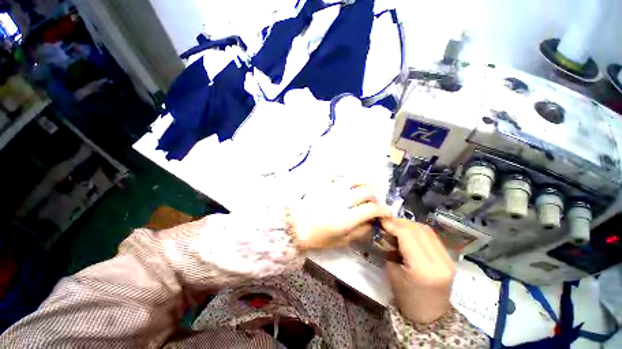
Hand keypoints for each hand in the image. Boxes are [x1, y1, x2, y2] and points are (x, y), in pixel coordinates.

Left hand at [287, 178, 390, 250]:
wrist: (294, 225)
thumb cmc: (316, 237)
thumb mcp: (339, 241)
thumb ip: (359, 232)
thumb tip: (372, 223)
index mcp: (345, 218)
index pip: (372, 209)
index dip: (383, 210)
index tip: (386, 212)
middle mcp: (341, 200)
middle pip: (367, 191)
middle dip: (376, 196)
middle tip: (374, 201)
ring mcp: (331, 189)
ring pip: (355, 179)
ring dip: (364, 184)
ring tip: (364, 190)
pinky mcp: (323, 183)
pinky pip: (338, 174)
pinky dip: (347, 177)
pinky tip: (347, 183)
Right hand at [381, 217, 455, 322]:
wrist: (430, 316)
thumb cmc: (406, 298)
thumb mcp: (391, 272)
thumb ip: (389, 249)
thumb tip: (386, 232)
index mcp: (423, 269)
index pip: (408, 235)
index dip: (393, 225)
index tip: (381, 221)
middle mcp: (440, 262)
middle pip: (418, 230)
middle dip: (400, 222)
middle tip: (387, 222)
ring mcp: (448, 260)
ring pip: (427, 230)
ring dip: (409, 224)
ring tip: (396, 225)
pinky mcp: (450, 258)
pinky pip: (432, 237)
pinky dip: (418, 230)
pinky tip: (408, 232)